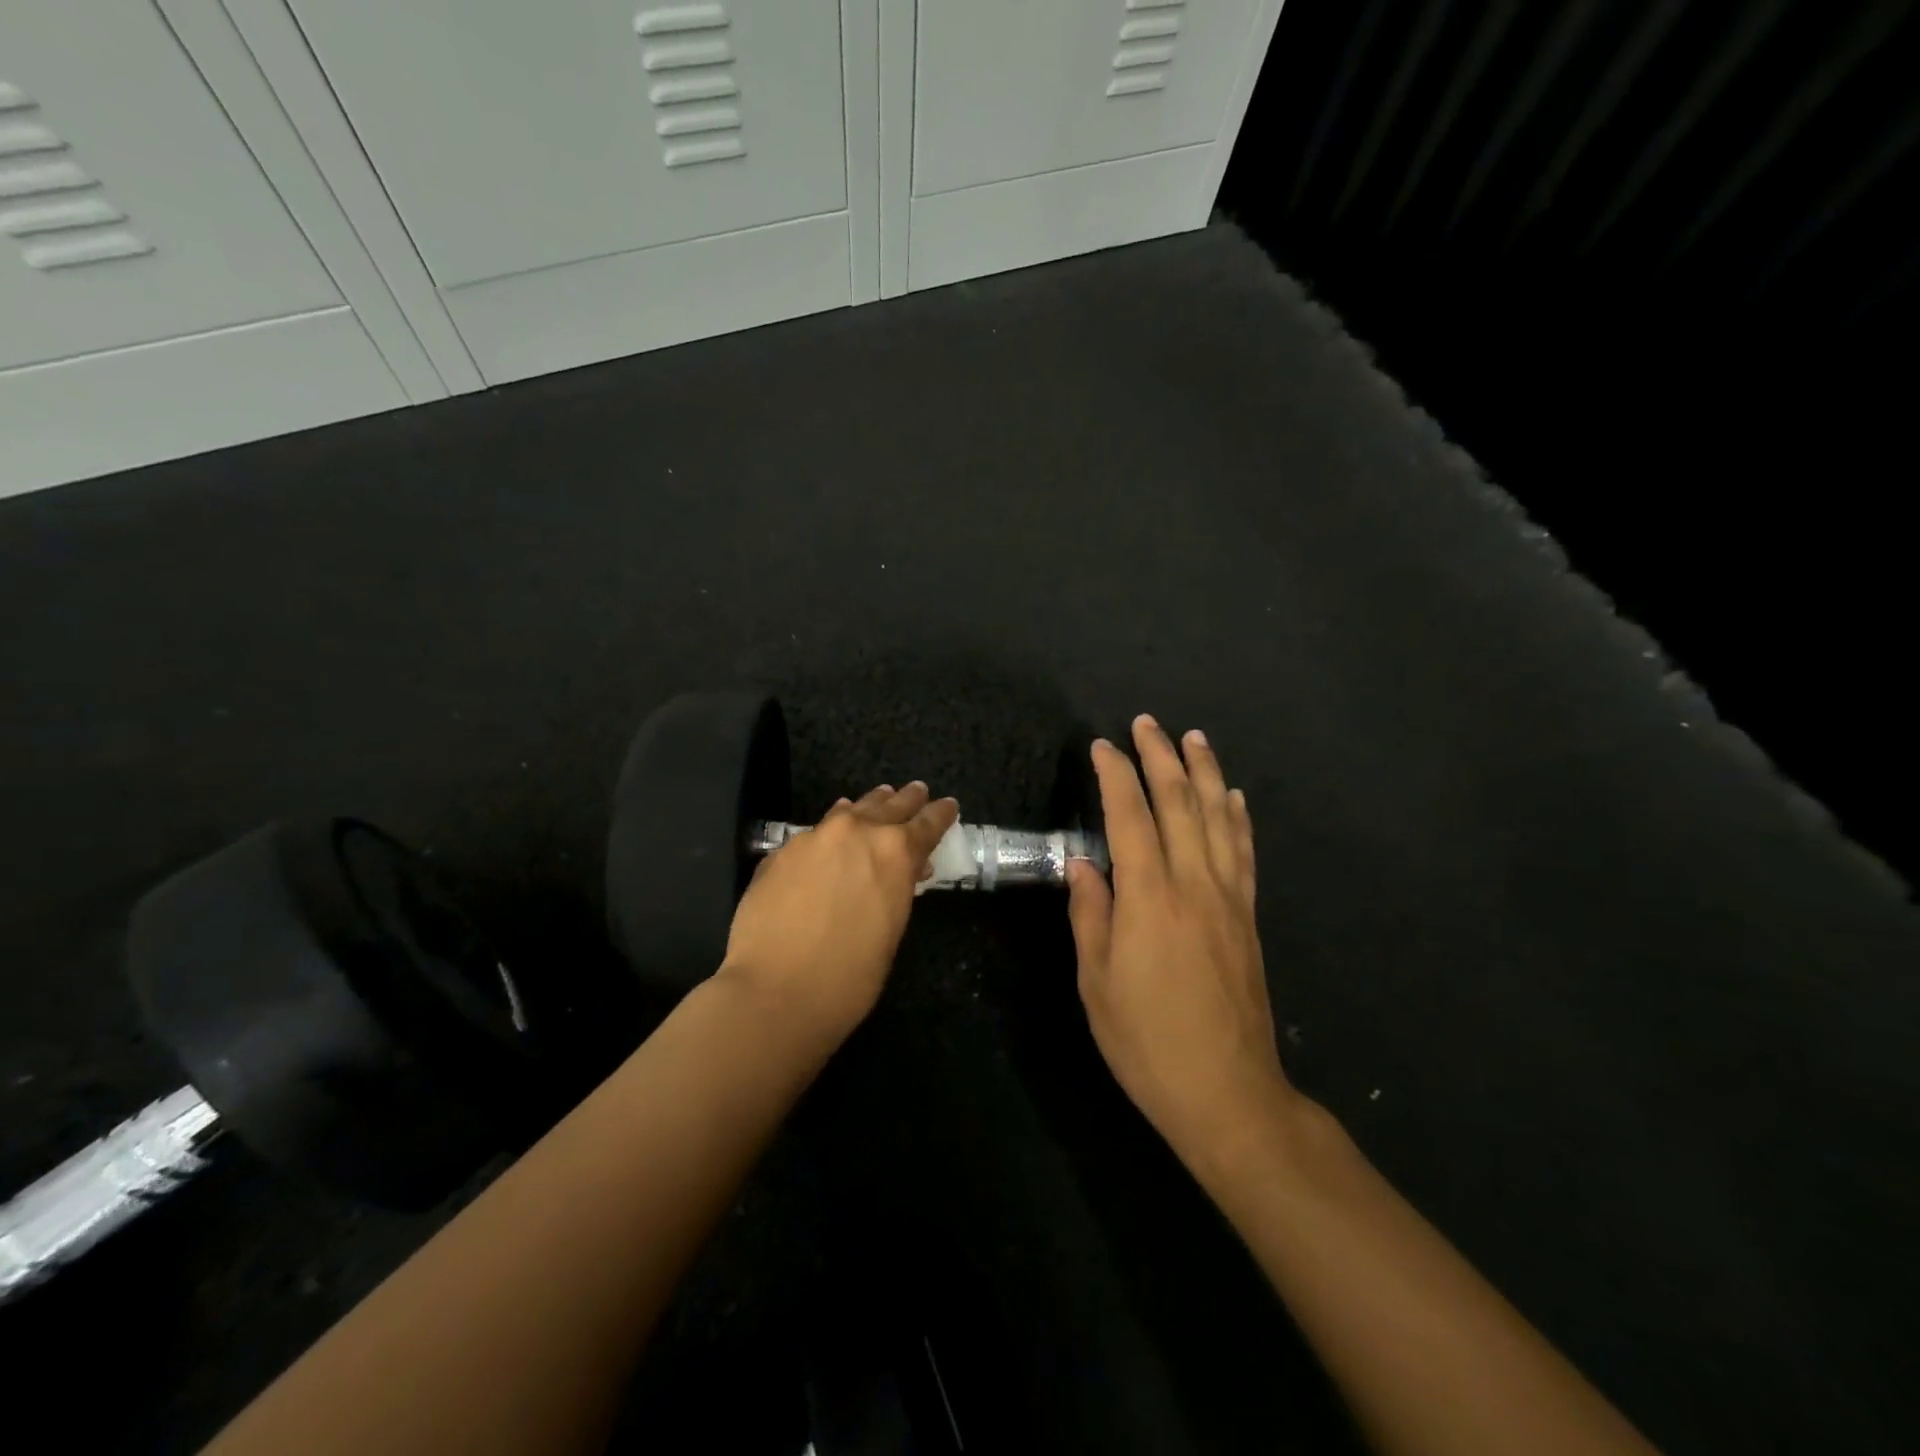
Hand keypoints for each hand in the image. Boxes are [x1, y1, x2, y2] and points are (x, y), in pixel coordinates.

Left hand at [717, 782, 958, 1043]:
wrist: (775, 991)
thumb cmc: (850, 976)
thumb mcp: (892, 930)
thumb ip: (898, 889)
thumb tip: (904, 871)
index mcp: (895, 852)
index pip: (927, 823)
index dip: (940, 813)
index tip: (948, 805)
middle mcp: (857, 831)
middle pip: (889, 805)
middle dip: (907, 799)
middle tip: (917, 791)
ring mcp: (815, 837)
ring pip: (850, 810)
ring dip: (869, 806)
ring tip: (880, 798)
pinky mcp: (782, 851)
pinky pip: (816, 830)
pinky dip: (832, 827)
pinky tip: (831, 832)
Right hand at [1066, 716, 1290, 1162]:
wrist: (1227, 1092)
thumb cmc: (1146, 1041)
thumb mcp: (1097, 982)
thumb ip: (1091, 914)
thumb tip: (1083, 864)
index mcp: (1148, 899)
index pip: (1130, 817)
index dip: (1116, 776)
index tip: (1102, 746)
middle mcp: (1193, 885)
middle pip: (1179, 803)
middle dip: (1161, 757)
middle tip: (1147, 722)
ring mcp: (1228, 898)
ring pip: (1218, 818)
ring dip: (1205, 772)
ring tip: (1194, 738)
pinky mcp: (1247, 916)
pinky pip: (1244, 852)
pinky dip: (1237, 817)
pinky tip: (1233, 796)